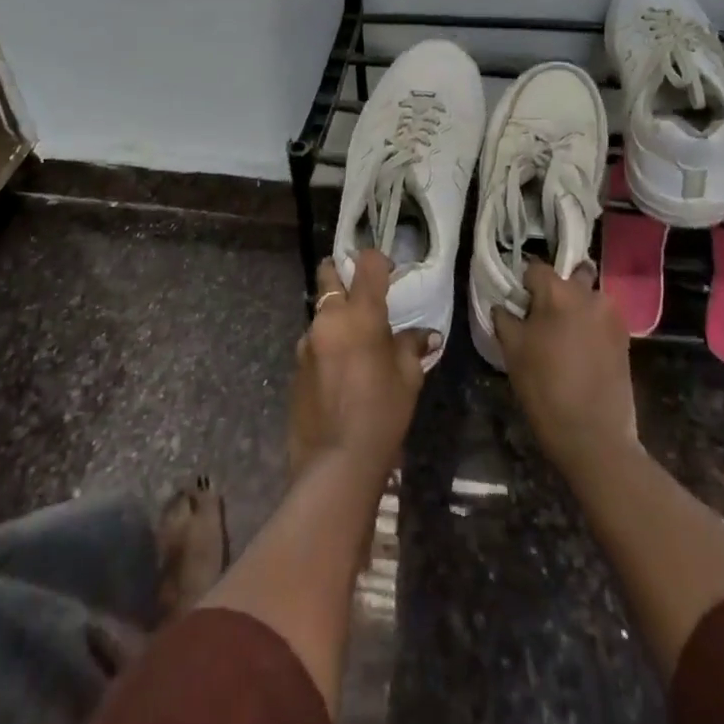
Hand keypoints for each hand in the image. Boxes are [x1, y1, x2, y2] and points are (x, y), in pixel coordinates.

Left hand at [289, 252, 433, 479]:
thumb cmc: (382, 413)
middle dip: (340, 272)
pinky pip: (313, 343)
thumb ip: (412, 347)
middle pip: (328, 273)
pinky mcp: (295, 366)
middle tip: (359, 291)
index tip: (388, 274)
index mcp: (361, 313)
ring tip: (353, 345)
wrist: (336, 463)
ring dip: (334, 317)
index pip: (367, 263)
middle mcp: (329, 318)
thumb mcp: (408, 379)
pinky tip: (338, 374)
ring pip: (320, 312)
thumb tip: (427, 336)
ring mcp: (307, 342)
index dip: (378, 261)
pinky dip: (326, 346)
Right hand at [492, 260, 639, 476]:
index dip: (525, 285)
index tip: (519, 306)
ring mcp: (611, 314)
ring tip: (565, 338)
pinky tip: (582, 352)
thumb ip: (505, 318)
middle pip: (569, 276)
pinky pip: (602, 318)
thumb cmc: (545, 387)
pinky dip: (591, 326)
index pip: (535, 268)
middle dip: (557, 291)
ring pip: (588, 297)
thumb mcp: (512, 350)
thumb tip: (504, 306)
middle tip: (544, 319)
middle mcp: (587, 293)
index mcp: (557, 291)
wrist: (594, 435)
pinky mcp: (625, 336)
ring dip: (577, 308)